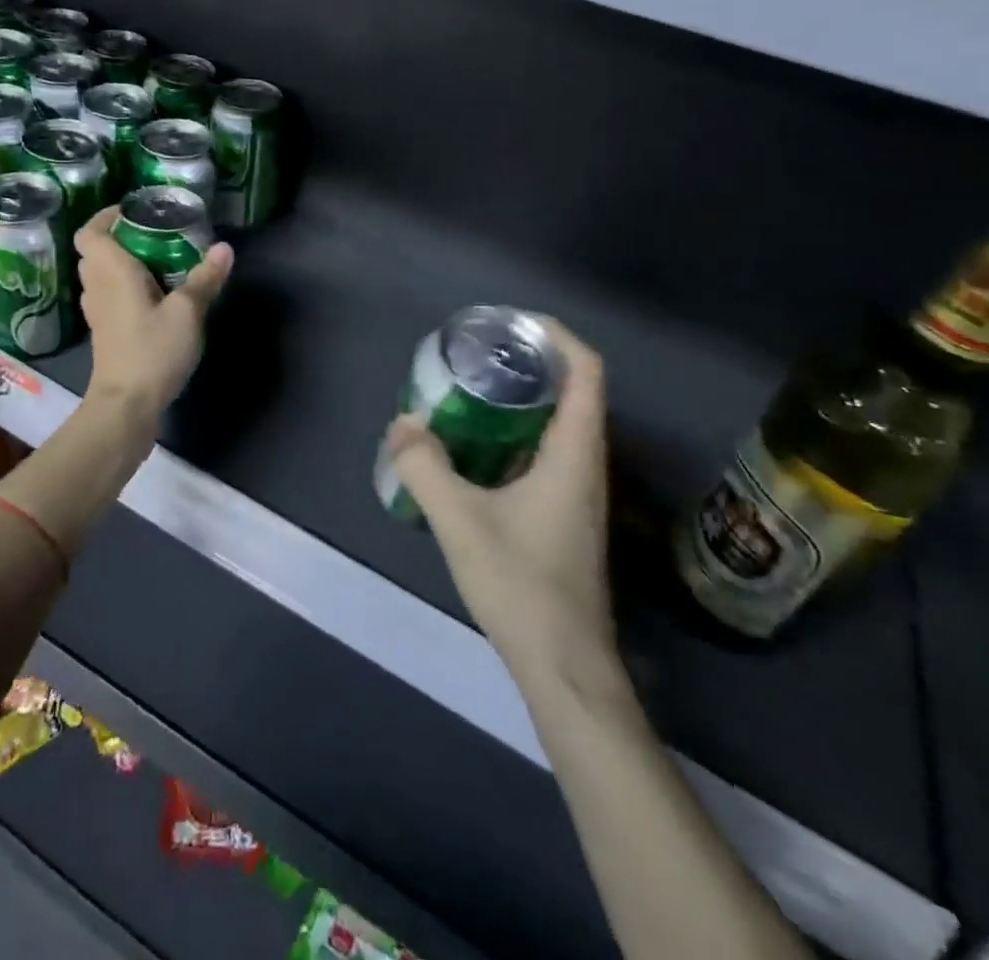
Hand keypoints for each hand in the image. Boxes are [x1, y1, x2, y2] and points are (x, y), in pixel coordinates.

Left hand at [75, 206, 232, 424]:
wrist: (126, 405)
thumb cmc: (152, 352)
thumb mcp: (187, 313)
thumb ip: (205, 278)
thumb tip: (224, 247)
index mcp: (111, 271)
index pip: (90, 232)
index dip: (106, 216)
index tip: (136, 212)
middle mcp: (97, 287)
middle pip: (95, 251)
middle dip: (120, 237)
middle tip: (155, 235)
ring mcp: (97, 312)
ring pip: (100, 274)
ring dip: (121, 263)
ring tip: (157, 261)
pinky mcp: (105, 332)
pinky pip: (108, 296)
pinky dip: (123, 287)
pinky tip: (152, 296)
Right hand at [385, 321, 617, 681]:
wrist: (563, 665)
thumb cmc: (522, 585)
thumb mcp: (461, 521)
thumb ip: (425, 468)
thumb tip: (402, 424)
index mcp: (575, 454)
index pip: (586, 372)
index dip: (556, 336)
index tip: (513, 322)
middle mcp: (586, 465)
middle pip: (572, 392)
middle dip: (530, 364)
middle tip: (479, 354)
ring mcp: (578, 493)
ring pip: (558, 425)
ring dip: (521, 400)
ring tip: (471, 390)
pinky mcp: (564, 516)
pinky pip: (545, 453)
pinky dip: (515, 434)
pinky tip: (475, 448)